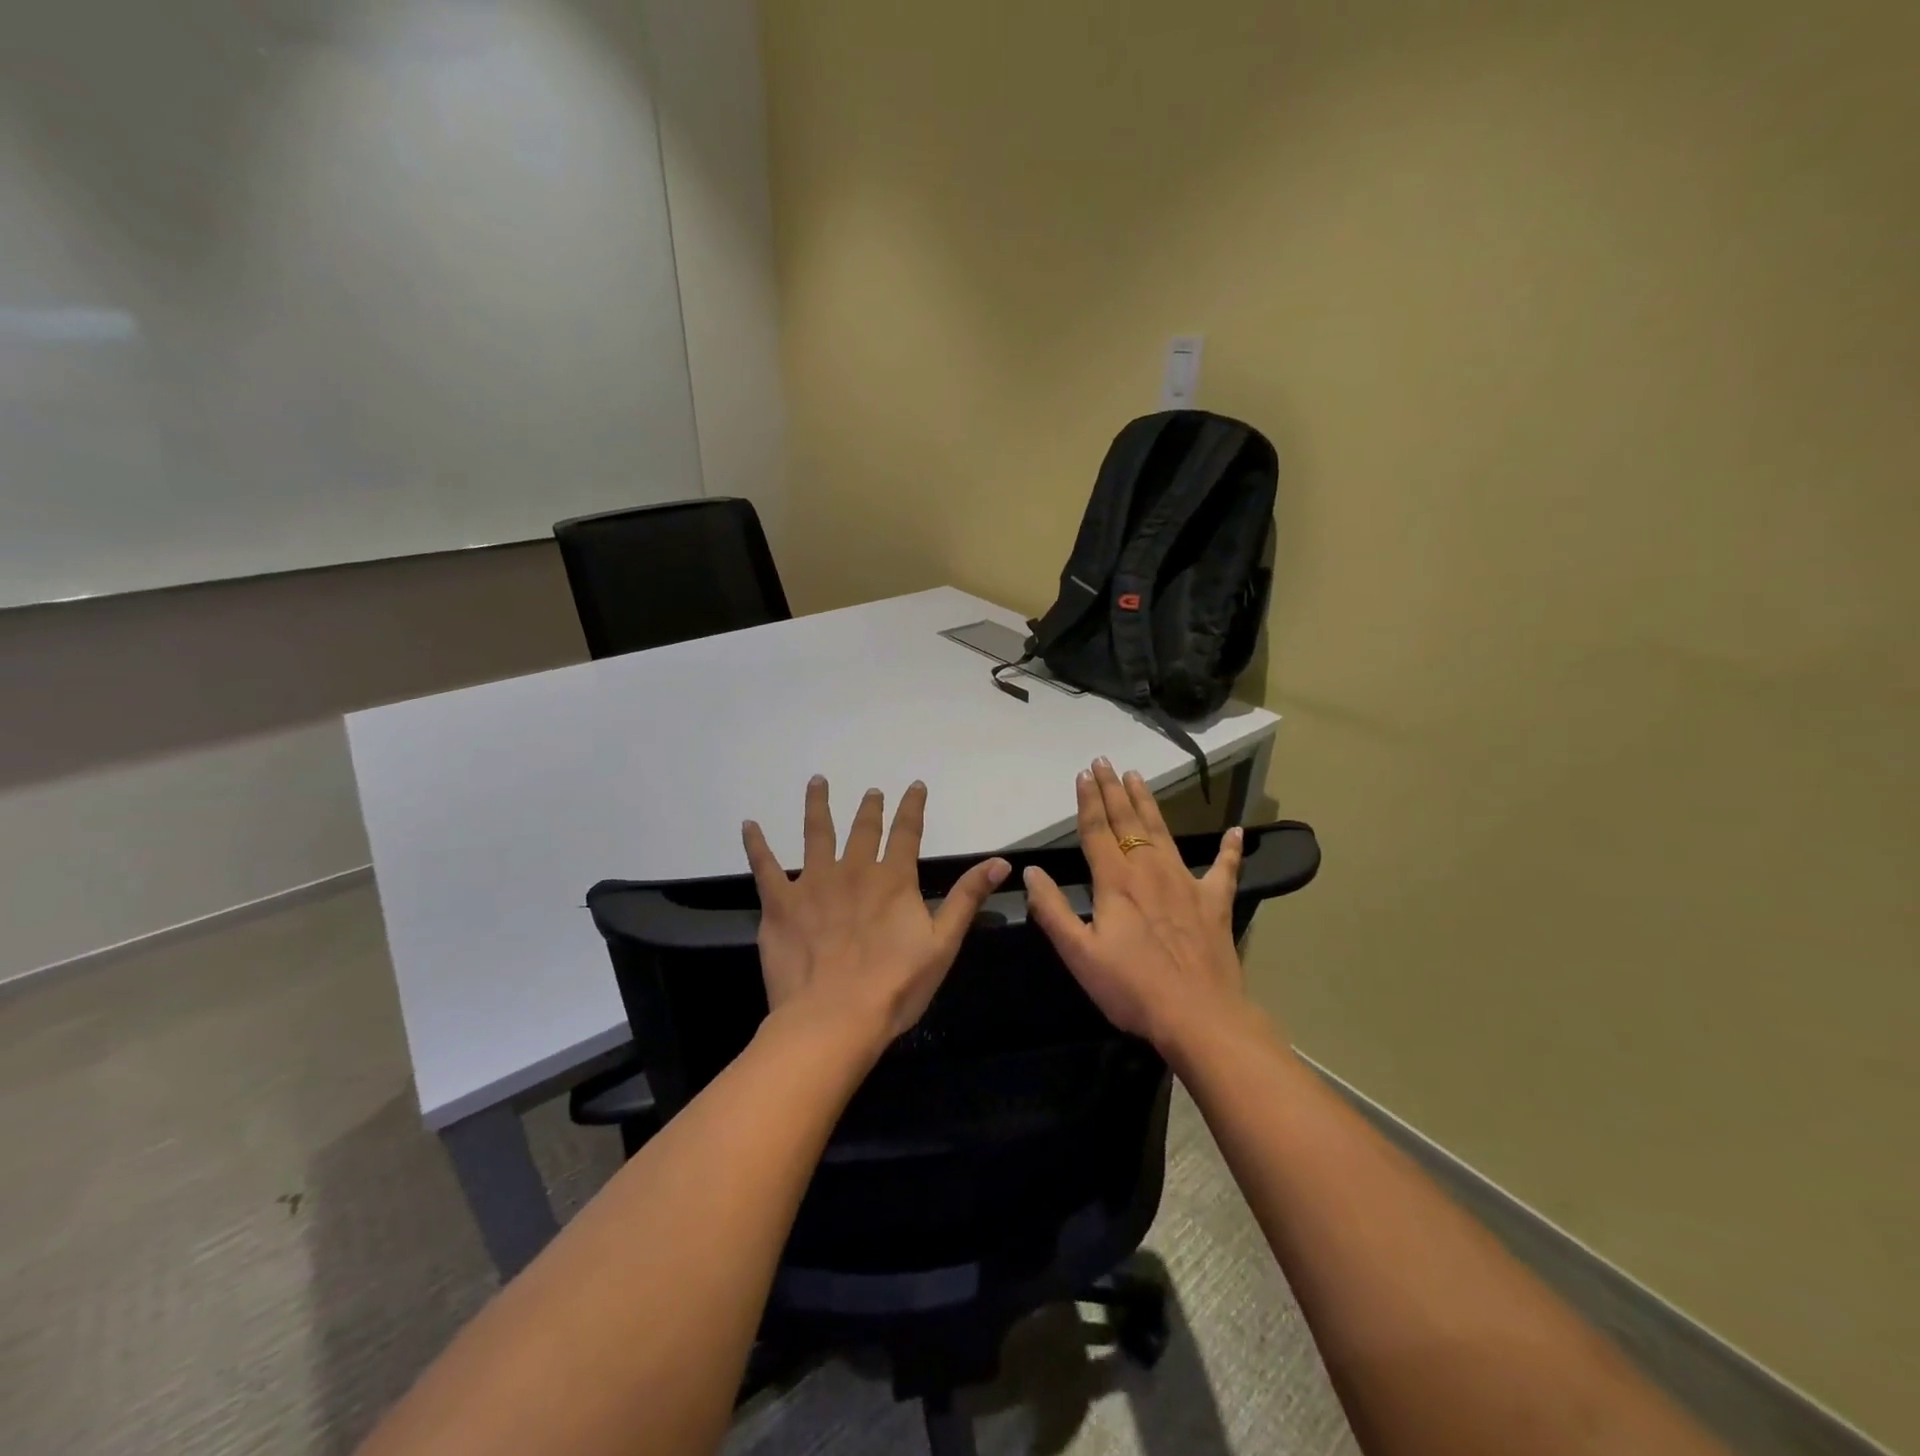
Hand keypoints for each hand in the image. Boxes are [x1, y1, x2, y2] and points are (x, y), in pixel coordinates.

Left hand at [743, 776, 1010, 1052]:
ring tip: (817, 782)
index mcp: (892, 879)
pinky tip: (749, 825)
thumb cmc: (894, 986)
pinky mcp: (780, 903)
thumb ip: (966, 898)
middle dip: (870, 808)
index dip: (912, 807)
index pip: (907, 832)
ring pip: (815, 833)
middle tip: (871, 791)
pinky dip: (756, 844)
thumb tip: (1000, 861)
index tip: (915, 786)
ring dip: (817, 806)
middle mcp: (853, 870)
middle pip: (863, 829)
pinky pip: (765, 866)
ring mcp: (813, 883)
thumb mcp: (942, 944)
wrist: (833, 1019)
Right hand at [1023, 759, 1251, 1052]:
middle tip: (1106, 762)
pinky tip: (1235, 830)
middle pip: (1129, 822)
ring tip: (1138, 778)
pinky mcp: (1214, 903)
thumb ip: (1052, 910)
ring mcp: (1186, 884)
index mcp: (1116, 882)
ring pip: (1163, 832)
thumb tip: (1030, 872)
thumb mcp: (1079, 954)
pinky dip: (1230, 850)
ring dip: (1149, 803)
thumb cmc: (1132, 988)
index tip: (1083, 774)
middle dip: (1114, 790)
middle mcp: (1150, 871)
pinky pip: (1224, 869)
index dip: (1088, 801)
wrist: (1198, 1017)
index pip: (1097, 831)